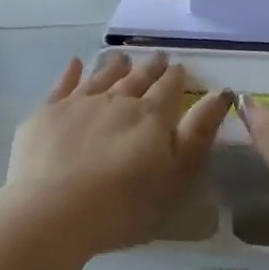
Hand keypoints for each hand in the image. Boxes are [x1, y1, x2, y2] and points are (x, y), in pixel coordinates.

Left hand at [2, 52, 233, 255]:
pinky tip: (75, 64)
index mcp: (151, 116)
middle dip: (149, 68)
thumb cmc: (124, 205)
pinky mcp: (46, 114)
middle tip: (157, 57)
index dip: (176, 77)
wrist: (52, 212)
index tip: (180, 67)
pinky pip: (62, 85)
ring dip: (114, 66)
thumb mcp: (176, 175)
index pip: (169, 88)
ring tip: (122, 57)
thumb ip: (199, 133)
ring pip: (102, 77)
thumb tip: (221, 93)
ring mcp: (79, 104)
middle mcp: (117, 100)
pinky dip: (71, 73)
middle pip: (137, 79)